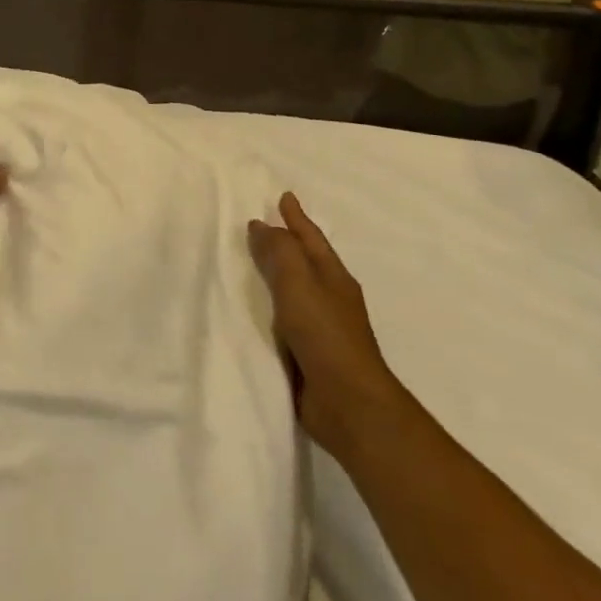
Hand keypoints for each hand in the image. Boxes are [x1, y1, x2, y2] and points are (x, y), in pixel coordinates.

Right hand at [248, 193, 402, 453]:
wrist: (347, 403)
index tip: (283, 197)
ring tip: (253, 262)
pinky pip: (284, 318)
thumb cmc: (325, 334)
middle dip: (287, 242)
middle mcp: (330, 297)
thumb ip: (280, 252)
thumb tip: (262, 225)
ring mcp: (322, 326)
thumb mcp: (299, 283)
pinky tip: (255, 309)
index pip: (311, 238)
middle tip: (264, 224)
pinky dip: (270, 306)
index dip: (297, 217)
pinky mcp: (309, 352)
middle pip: (305, 261)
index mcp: (333, 277)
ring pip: (295, 289)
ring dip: (277, 274)